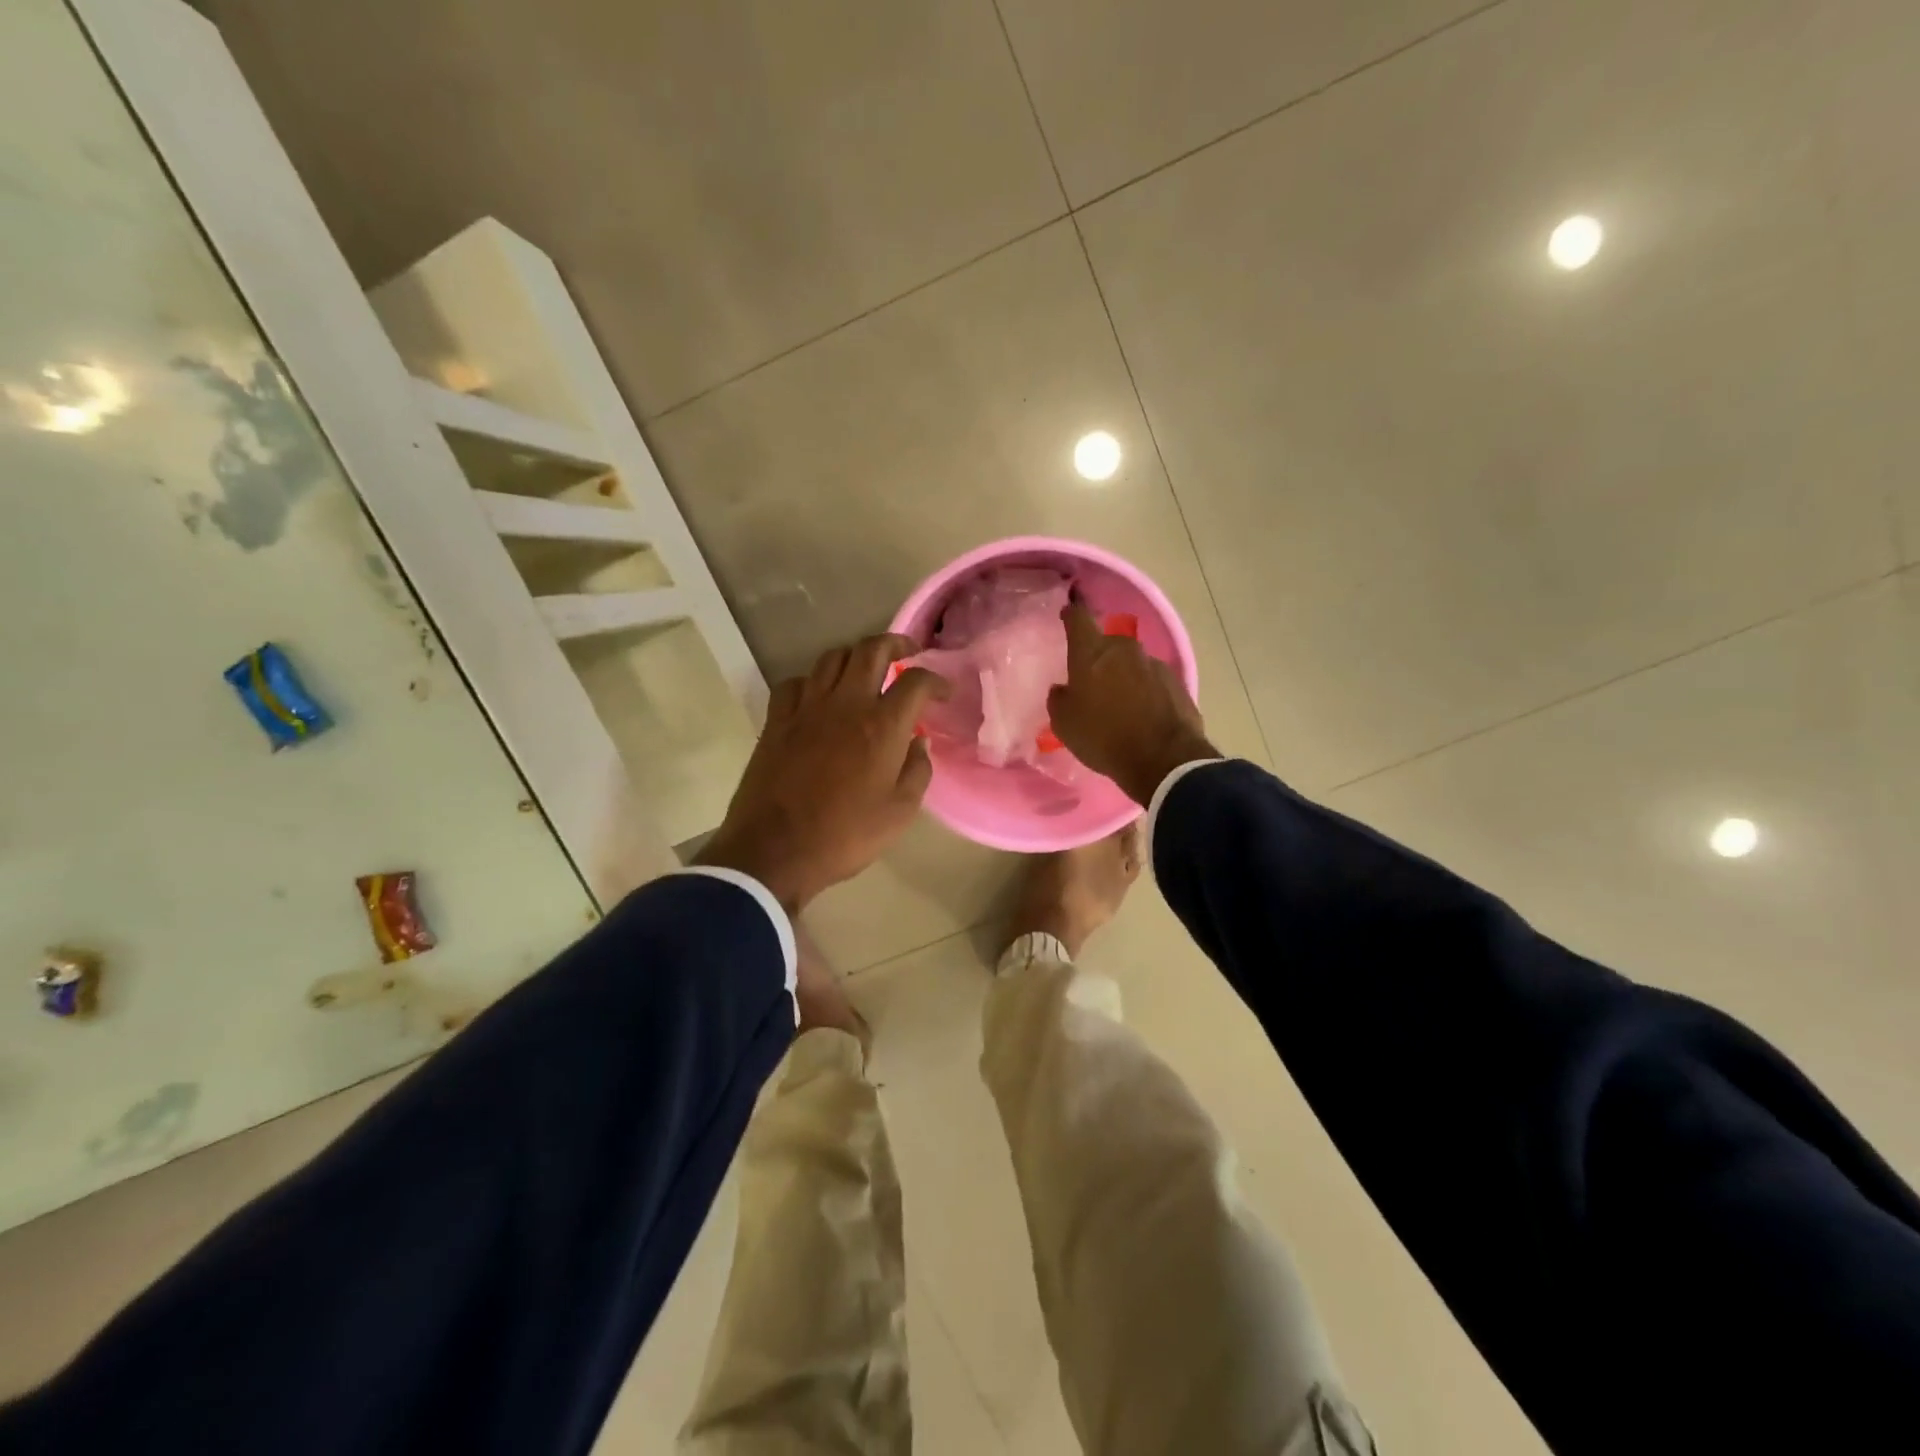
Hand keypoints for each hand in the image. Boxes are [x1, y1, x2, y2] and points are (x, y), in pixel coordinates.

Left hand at [698, 634, 948, 912]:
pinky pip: (796, 683)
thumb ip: (917, 770)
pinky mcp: (777, 720)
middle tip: (908, 652)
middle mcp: (846, 704)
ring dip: (855, 656)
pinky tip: (819, 696)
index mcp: (882, 725)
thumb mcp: (900, 812)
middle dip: (895, 643)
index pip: (915, 681)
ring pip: (832, 658)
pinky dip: (813, 682)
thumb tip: (919, 742)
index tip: (943, 691)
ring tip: (866, 670)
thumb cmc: (846, 835)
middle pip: (872, 650)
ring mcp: (807, 708)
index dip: (935, 680)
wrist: (775, 850)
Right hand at [1047, 602, 1216, 805]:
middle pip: (1107, 644)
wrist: (1163, 759)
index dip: (1071, 614)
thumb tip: (1063, 689)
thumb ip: (1059, 699)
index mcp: (1092, 652)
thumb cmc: (1103, 737)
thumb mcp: (1064, 724)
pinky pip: (1152, 681)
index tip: (1068, 614)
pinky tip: (1142, 715)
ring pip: (1132, 663)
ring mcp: (1154, 664)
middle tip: (1092, 681)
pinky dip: (1145, 692)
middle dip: (1099, 657)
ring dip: (1124, 676)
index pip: (1078, 618)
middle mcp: (1124, 649)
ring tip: (1119, 704)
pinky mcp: (1176, 683)